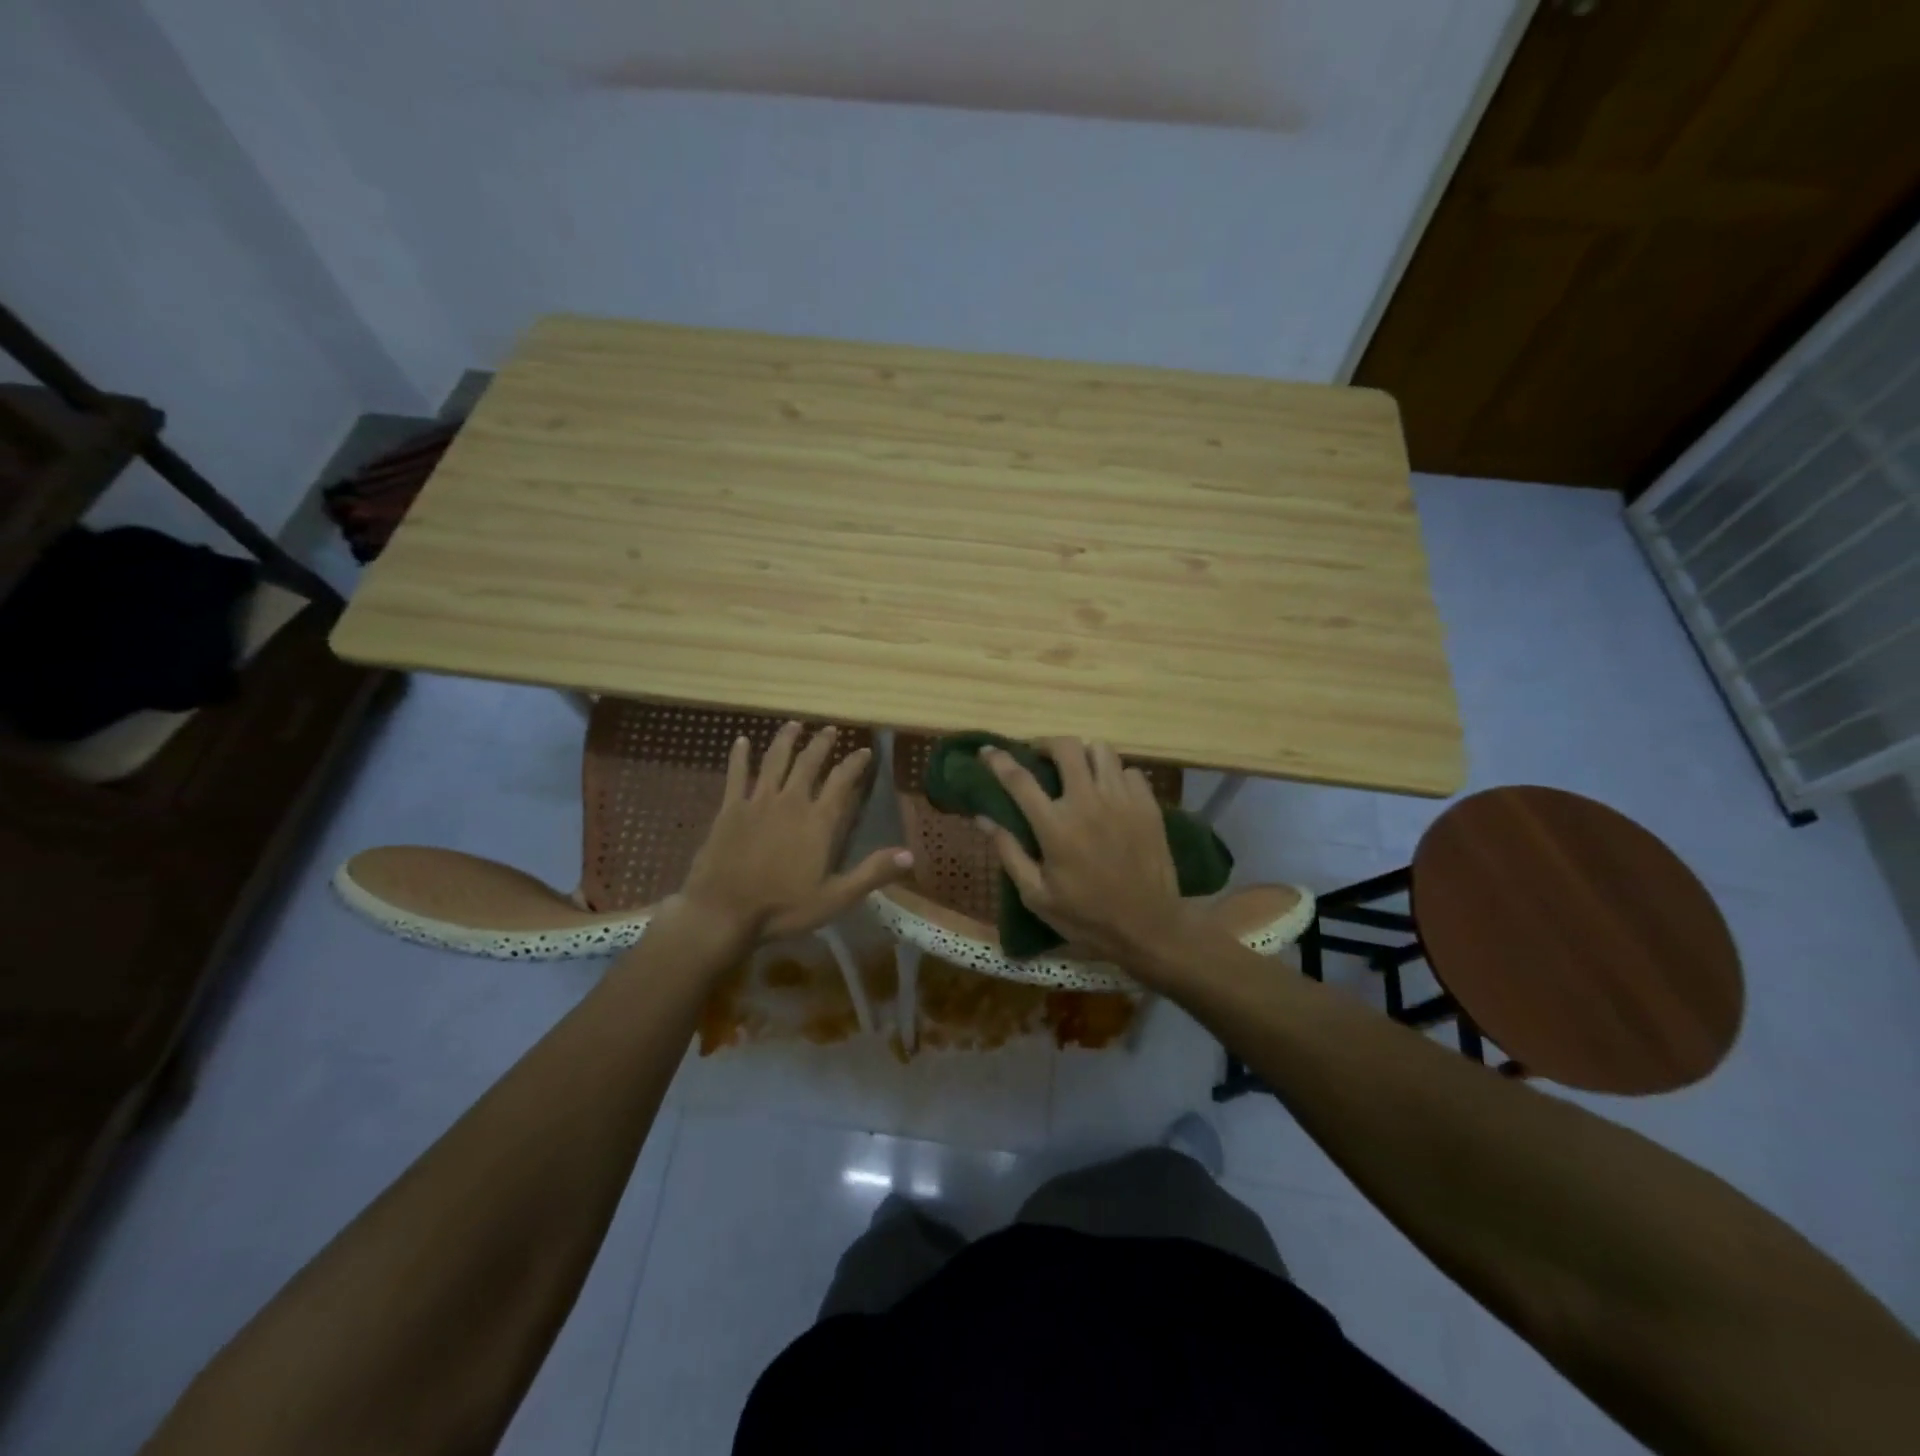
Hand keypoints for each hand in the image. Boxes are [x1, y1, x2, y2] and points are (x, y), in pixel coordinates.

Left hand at [678, 722, 912, 942]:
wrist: (723, 912)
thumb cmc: (782, 907)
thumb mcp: (835, 897)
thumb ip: (872, 873)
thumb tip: (910, 854)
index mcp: (818, 821)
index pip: (842, 782)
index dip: (855, 763)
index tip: (864, 751)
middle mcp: (791, 801)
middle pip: (809, 763)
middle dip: (822, 744)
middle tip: (831, 730)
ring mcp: (758, 801)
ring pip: (775, 760)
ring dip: (786, 740)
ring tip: (795, 724)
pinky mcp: (730, 808)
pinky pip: (736, 774)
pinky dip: (740, 755)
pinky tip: (742, 740)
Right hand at [977, 738, 1192, 966]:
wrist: (1149, 927)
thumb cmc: (1086, 916)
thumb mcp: (1036, 895)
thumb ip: (1009, 852)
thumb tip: (982, 818)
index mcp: (1055, 826)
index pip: (1019, 779)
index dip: (998, 760)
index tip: (987, 751)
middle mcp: (1088, 803)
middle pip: (1066, 747)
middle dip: (1046, 744)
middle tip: (1039, 756)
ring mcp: (1122, 800)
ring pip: (1101, 750)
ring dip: (1083, 754)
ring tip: (1076, 770)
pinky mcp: (1148, 805)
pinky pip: (1129, 771)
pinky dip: (1114, 775)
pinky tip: (1109, 793)